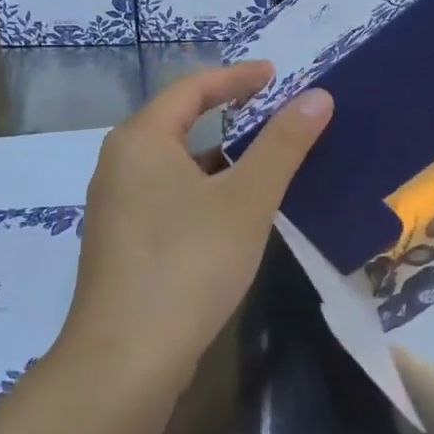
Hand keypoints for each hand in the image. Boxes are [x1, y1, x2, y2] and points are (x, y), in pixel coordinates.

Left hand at [62, 62, 332, 393]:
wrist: (126, 358)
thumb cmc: (189, 263)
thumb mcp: (247, 199)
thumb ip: (283, 144)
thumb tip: (318, 96)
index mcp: (141, 140)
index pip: (192, 89)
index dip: (237, 77)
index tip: (275, 75)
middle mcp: (119, 164)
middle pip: (179, 123)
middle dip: (228, 116)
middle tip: (273, 116)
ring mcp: (114, 206)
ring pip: (174, 165)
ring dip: (217, 158)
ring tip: (263, 165)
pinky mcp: (121, 243)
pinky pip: (167, 196)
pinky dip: (202, 190)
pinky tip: (232, 215)